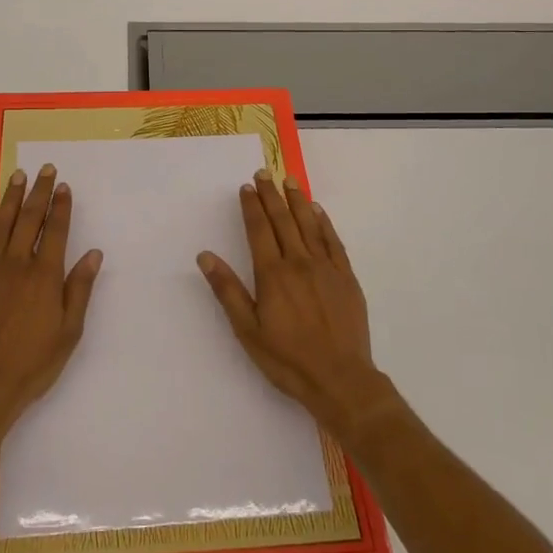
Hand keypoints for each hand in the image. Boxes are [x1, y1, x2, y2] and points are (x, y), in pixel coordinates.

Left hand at [0, 164, 101, 433]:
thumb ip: (79, 289)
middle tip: (44, 169)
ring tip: (18, 176)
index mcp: (45, 276)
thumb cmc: (32, 363)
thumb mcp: (69, 332)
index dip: (61, 206)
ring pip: (0, 224)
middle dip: (38, 192)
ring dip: (10, 198)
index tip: (63, 186)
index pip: (55, 231)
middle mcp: (17, 265)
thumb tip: (93, 254)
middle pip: (29, 219)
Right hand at [197, 170, 395, 438]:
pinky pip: (333, 242)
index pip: (259, 230)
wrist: (340, 379)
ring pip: (309, 225)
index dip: (251, 207)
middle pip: (283, 221)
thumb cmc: (287, 359)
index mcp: (272, 274)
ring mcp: (326, 268)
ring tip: (289, 181)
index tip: (246, 187)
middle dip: (271, 195)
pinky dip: (324, 223)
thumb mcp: (247, 330)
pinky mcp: (346, 278)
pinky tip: (318, 212)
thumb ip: (227, 290)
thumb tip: (206, 256)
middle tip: (264, 173)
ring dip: (298, 201)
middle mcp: (299, 262)